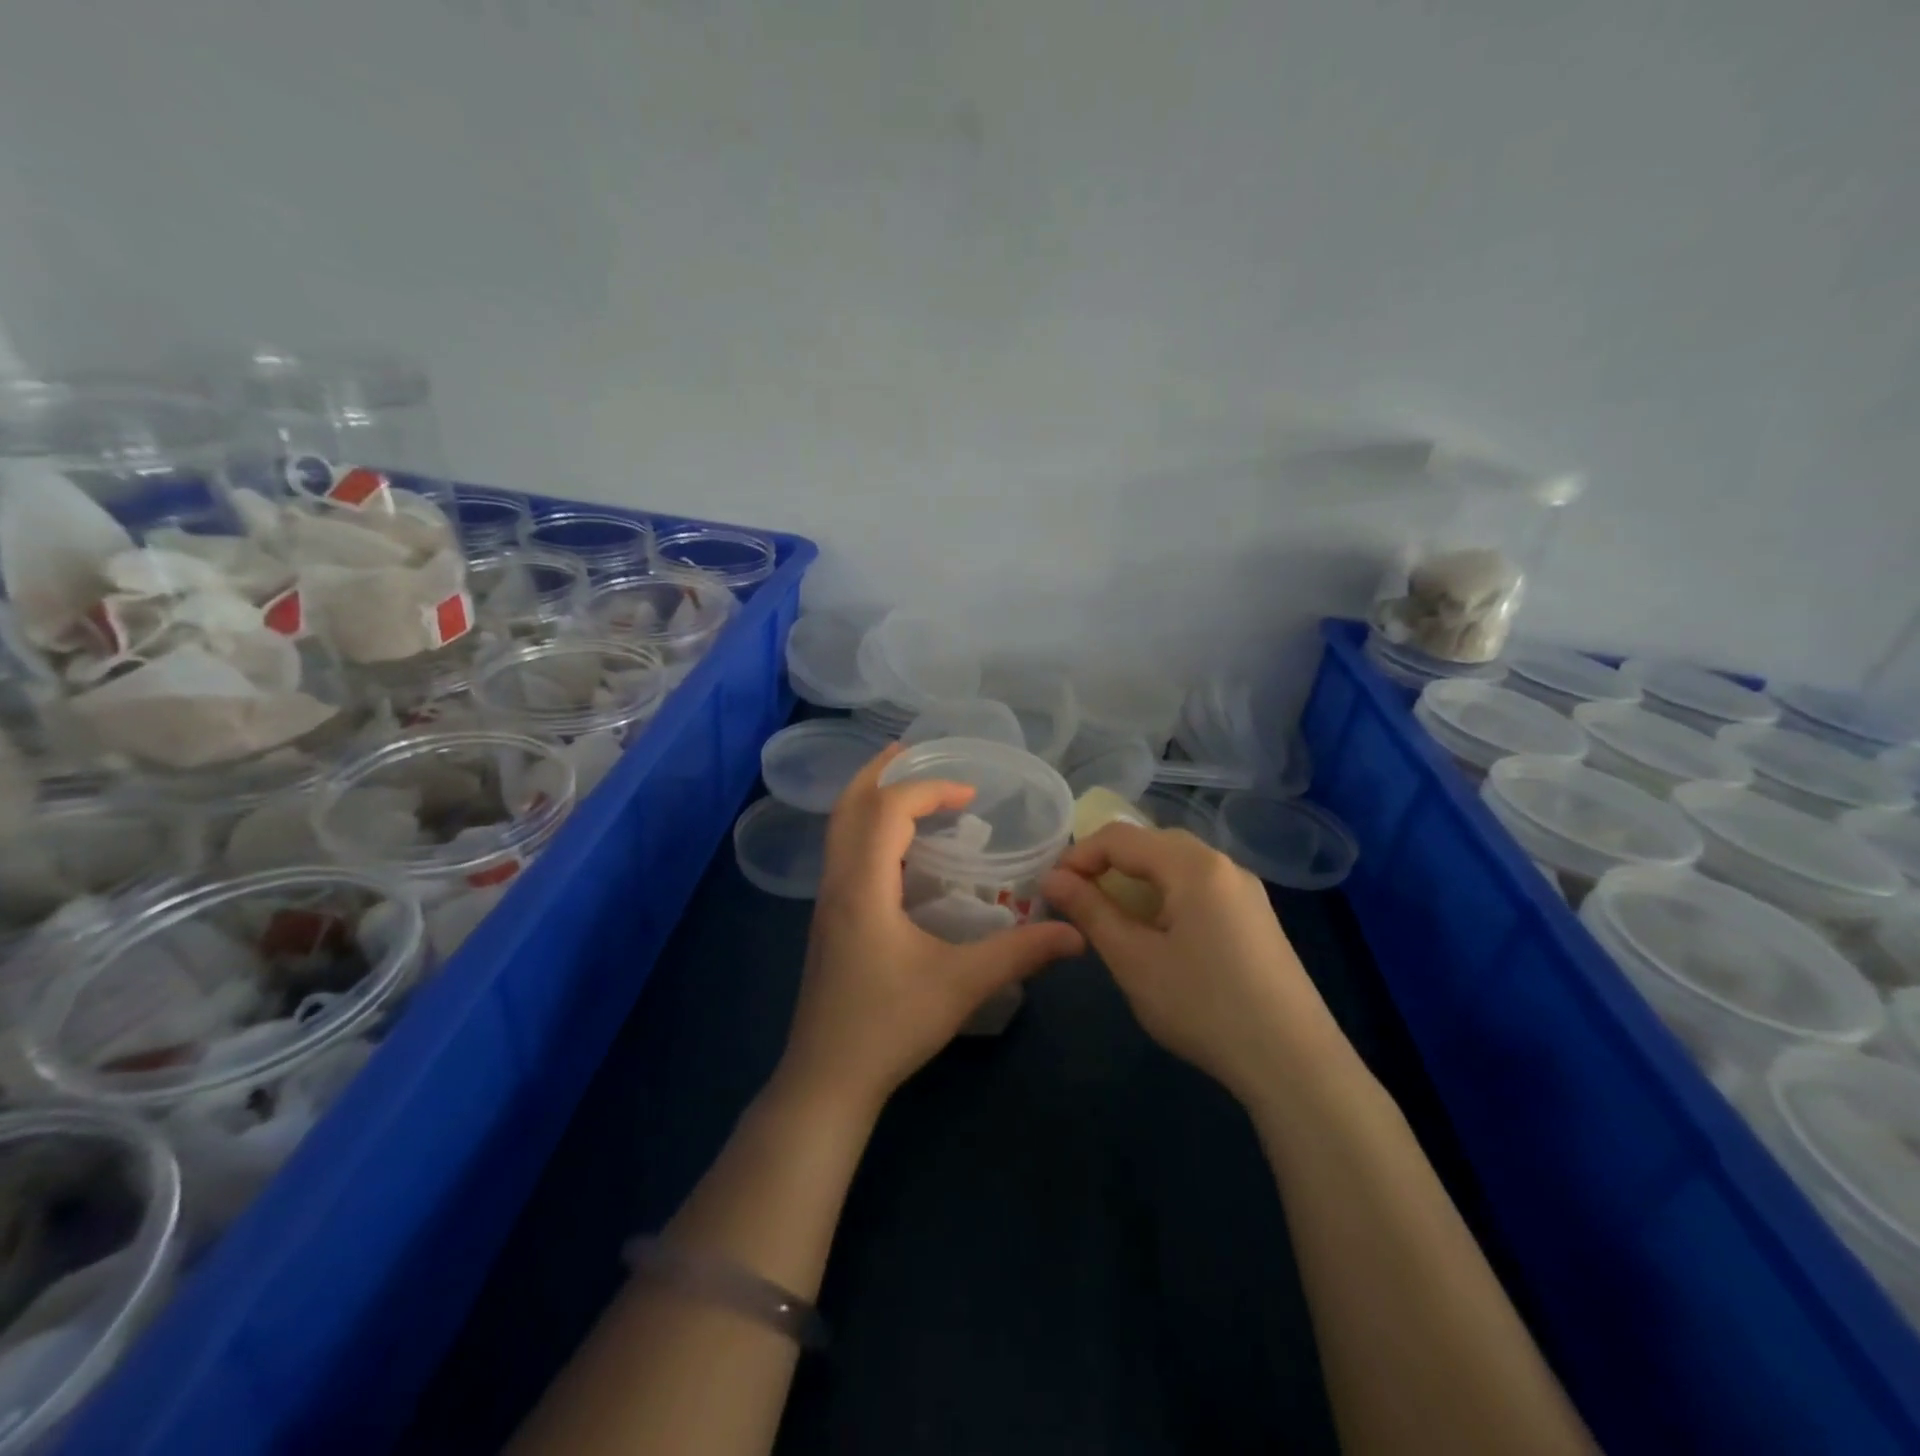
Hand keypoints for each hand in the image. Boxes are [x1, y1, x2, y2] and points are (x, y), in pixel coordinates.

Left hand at [775, 744, 1084, 1118]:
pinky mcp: (828, 921)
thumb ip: (1020, 953)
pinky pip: (842, 852)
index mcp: (863, 885)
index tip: (970, 796)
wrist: (826, 1079)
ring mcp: (826, 902)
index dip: (928, 790)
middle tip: (914, 751)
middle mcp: (837, 882)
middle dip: (880, 772)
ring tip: (906, 786)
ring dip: (869, 798)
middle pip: (848, 805)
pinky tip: (897, 848)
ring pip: (838, 828)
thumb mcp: (961, 985)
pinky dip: (866, 828)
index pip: (887, 810)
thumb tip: (1076, 933)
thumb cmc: (889, 1026)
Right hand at [1041, 824, 1332, 1101]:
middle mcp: (1223, 864)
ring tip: (1112, 916)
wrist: (1295, 1063)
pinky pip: (1200, 887)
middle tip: (1077, 899)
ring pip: (1177, 865)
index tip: (1051, 888)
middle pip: (1151, 843)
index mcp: (1192, 865)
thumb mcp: (1134, 959)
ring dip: (1137, 880)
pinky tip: (1159, 934)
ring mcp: (1246, 891)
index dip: (1078, 856)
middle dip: (1107, 864)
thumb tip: (1052, 877)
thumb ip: (1090, 911)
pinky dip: (1166, 896)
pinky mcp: (1257, 918)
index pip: (1120, 837)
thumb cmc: (1204, 1006)